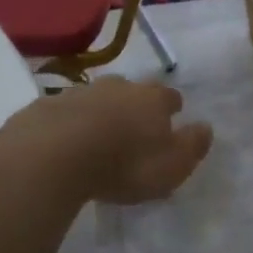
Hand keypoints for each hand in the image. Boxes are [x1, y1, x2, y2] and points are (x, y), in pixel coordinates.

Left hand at [7, 77, 213, 204]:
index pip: (170, 97)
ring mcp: (79, 92)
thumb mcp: (171, 165)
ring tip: (99, 132)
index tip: (173, 117)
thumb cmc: (124, 164)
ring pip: (97, 96)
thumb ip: (192, 146)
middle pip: (132, 89)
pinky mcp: (46, 105)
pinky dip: (69, 120)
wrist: (53, 154)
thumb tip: (206, 127)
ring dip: (101, 109)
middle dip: (135, 103)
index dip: (172, 107)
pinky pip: (65, 110)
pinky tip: (65, 138)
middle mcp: (118, 87)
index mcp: (152, 100)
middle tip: (134, 124)